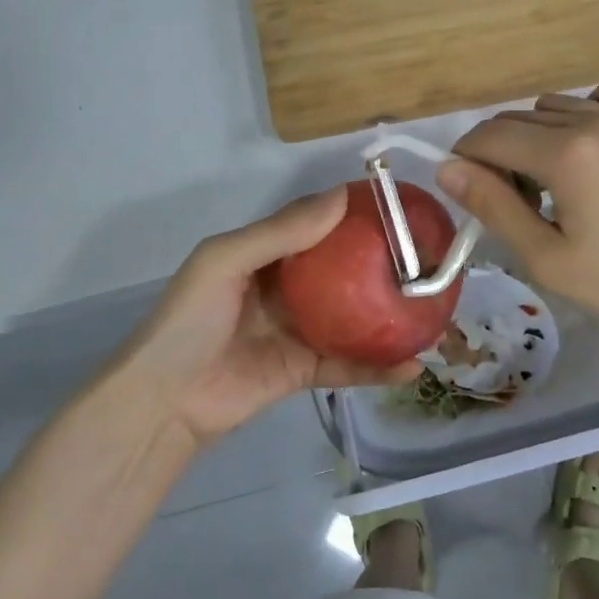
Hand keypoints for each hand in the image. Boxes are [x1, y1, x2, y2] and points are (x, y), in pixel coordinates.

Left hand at [119, 189, 421, 449]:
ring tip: (433, 309)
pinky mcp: (306, 371)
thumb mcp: (225, 261)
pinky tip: (412, 366)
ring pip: (355, 318)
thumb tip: (340, 197)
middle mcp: (290, 288)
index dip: (355, 216)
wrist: (164, 401)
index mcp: (269, 255)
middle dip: (384, 265)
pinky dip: (379, 367)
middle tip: (429, 258)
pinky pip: (349, 365)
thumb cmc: (190, 320)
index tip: (400, 208)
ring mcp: (301, 330)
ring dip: (391, 316)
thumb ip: (281, 232)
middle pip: (346, 271)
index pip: (320, 227)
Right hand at [438, 80, 598, 346]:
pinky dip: (583, 111)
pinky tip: (589, 145)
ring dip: (537, 134)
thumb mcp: (544, 256)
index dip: (466, 157)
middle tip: (514, 196)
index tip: (468, 186)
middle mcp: (594, 122)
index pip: (490, 137)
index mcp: (566, 157)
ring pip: (554, 105)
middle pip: (518, 118)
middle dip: (499, 151)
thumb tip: (446, 168)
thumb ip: (492, 205)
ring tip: (554, 176)